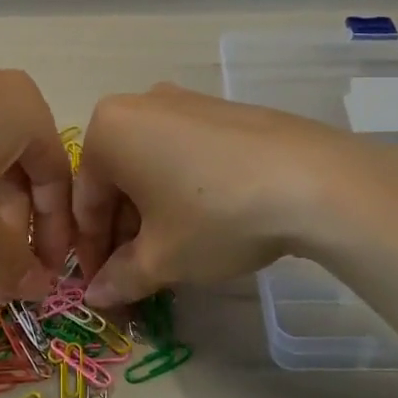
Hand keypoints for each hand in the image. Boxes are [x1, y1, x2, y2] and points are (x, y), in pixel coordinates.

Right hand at [73, 83, 397, 306]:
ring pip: (150, 166)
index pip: (86, 201)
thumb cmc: (215, 215)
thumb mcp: (162, 257)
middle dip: (122, 233)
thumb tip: (96, 295)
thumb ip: (120, 277)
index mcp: (108, 130)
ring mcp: (185, 101)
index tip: (99, 289)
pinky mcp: (222, 110)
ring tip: (171, 256)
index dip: (90, 252)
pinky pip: (183, 153)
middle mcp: (140, 104)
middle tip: (136, 277)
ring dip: (151, 214)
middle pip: (117, 180)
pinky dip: (180, 190)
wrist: (311, 179)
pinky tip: (204, 223)